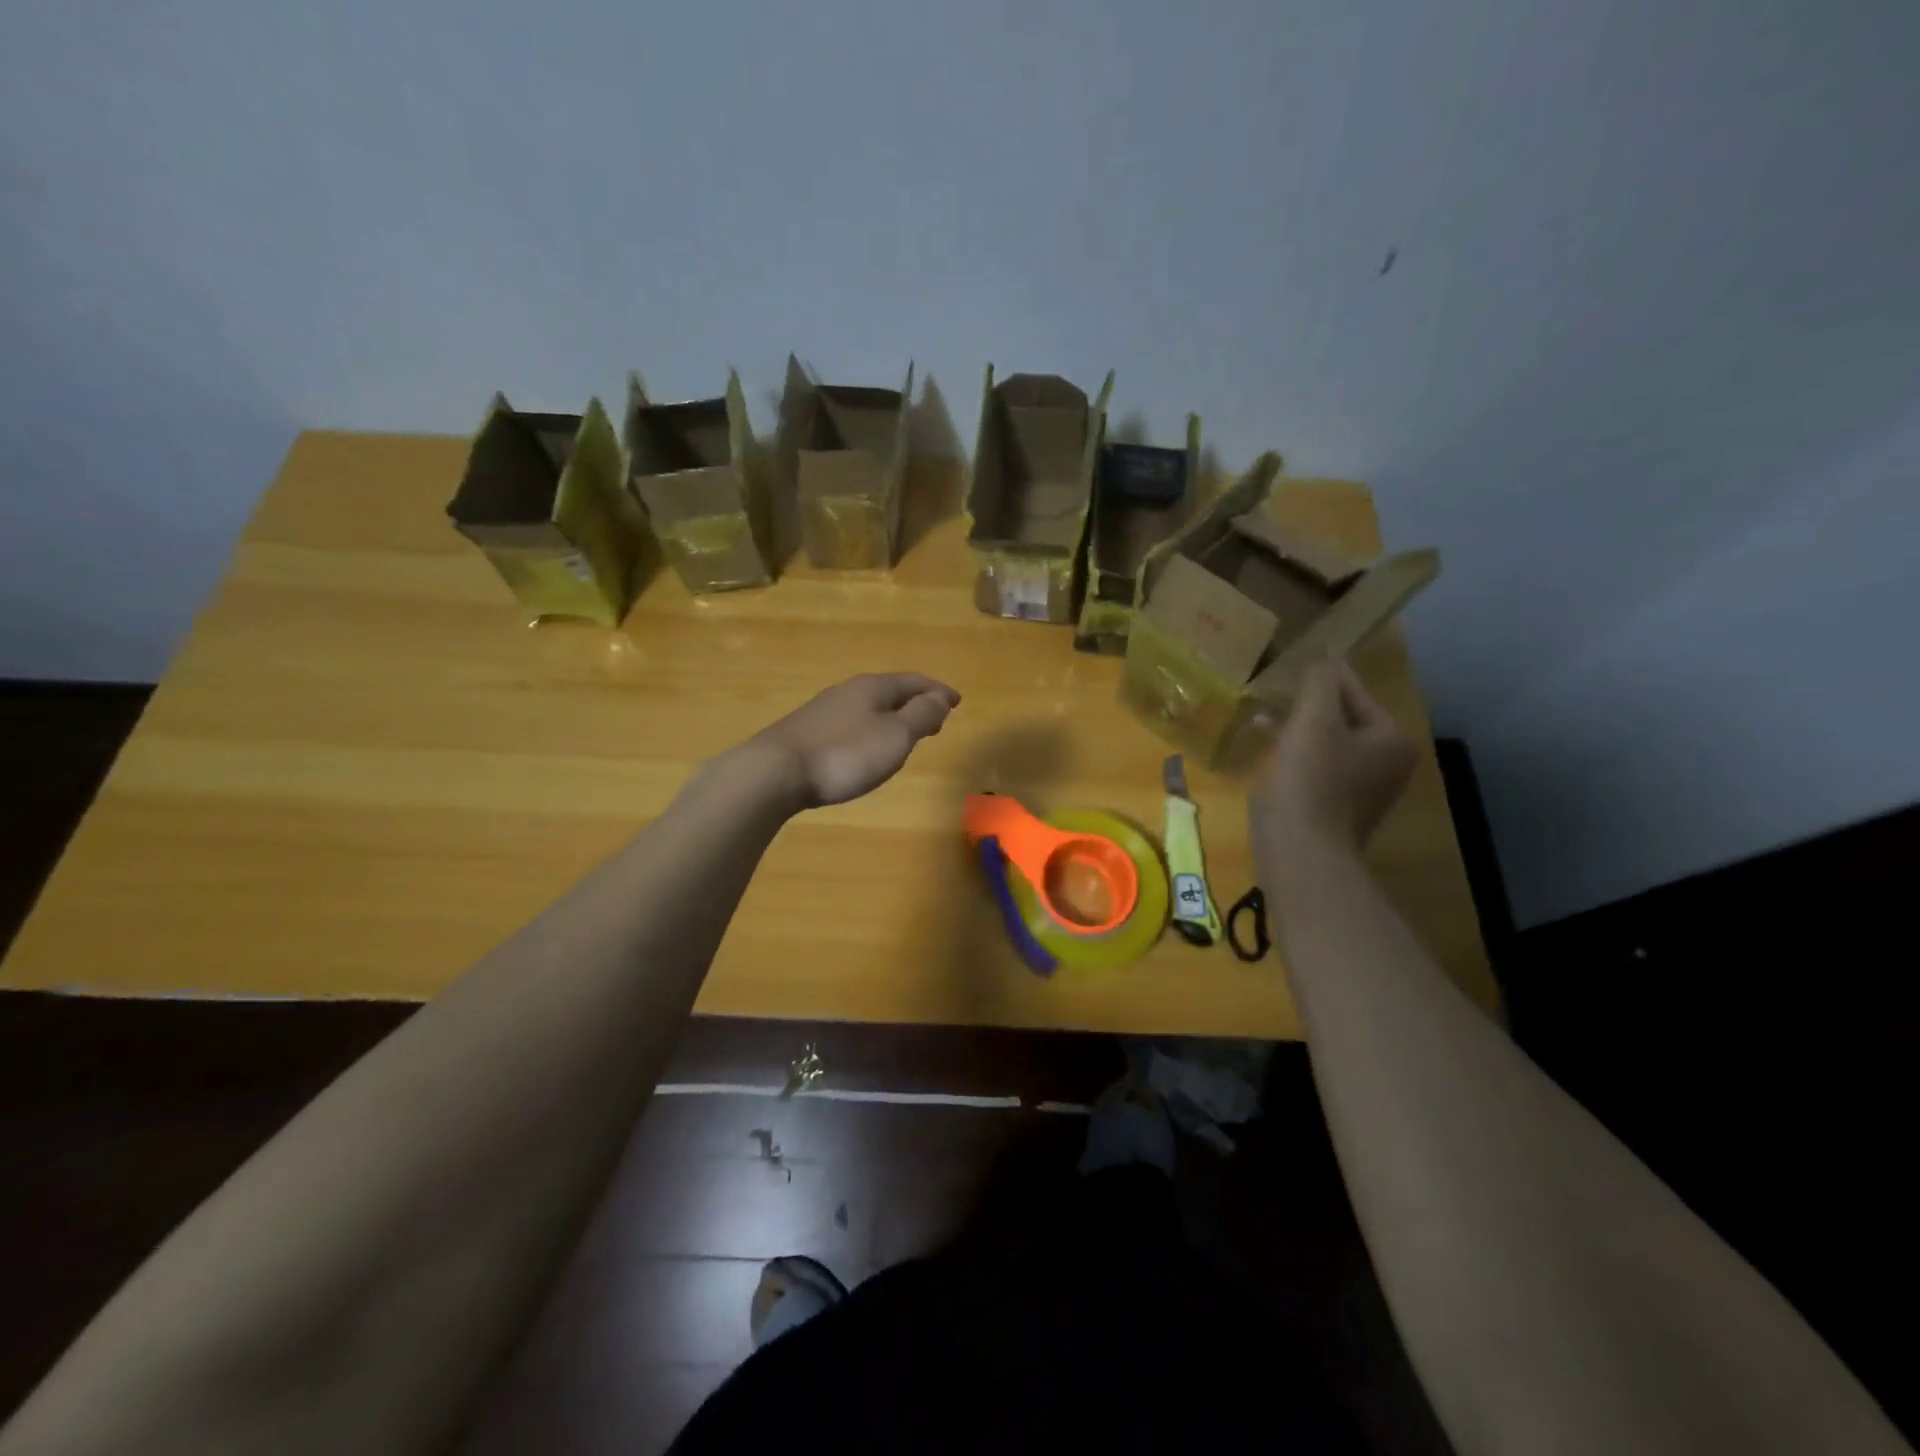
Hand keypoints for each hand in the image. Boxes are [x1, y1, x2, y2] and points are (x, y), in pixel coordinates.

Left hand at [741, 673, 960, 809]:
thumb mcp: (894, 736)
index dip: (937, 691)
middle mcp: (847, 691)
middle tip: (936, 720)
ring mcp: (822, 711)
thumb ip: (920, 715)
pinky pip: (850, 723)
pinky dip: (870, 729)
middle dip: (915, 703)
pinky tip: (865, 747)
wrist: (774, 772)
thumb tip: (940, 697)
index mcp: (872, 687)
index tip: (957, 701)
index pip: (913, 681)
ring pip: (868, 707)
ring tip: (905, 735)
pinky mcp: (806, 732)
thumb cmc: (844, 754)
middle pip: (889, 692)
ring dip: (892, 717)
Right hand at [1249, 658, 1413, 858]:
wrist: (1303, 849)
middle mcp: (1384, 763)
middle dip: (1310, 703)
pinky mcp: (1334, 807)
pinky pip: (1315, 767)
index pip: (1356, 693)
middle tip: (1281, 685)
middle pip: (1343, 719)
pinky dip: (1294, 754)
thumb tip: (1323, 662)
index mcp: (1389, 739)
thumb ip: (1320, 684)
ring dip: (1296, 728)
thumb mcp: (1314, 720)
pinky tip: (1267, 749)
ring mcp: (1361, 789)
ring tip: (1262, 716)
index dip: (1330, 673)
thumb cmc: (1312, 779)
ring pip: (1326, 744)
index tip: (1313, 654)